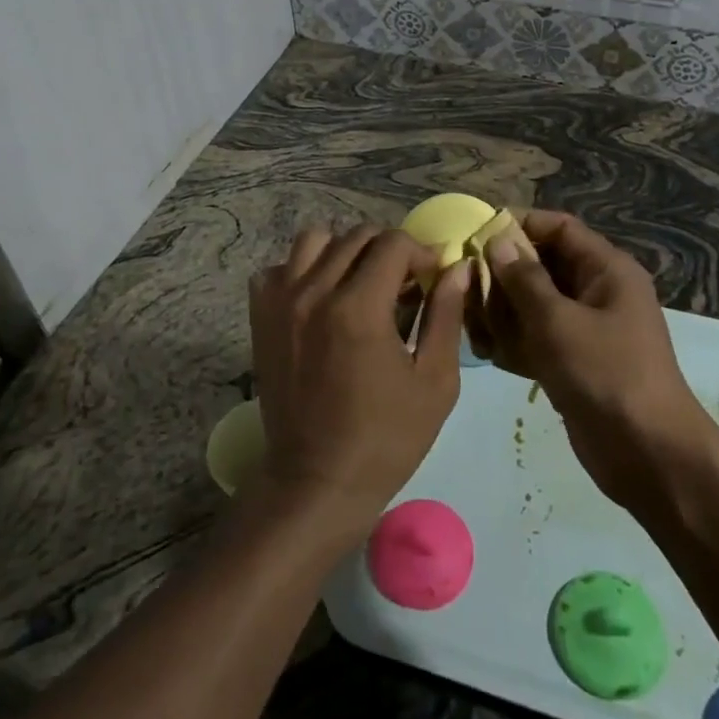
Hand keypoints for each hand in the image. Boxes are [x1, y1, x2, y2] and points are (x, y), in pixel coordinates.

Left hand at [248, 226, 468, 536]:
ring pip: (315, 239)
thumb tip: (457, 266)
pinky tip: (321, 298)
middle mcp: (314, 292)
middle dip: (388, 251)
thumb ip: (447, 315)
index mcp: (359, 308)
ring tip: (360, 283)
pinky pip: (280, 267)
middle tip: (404, 284)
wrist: (317, 481)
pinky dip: (302, 270)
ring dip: (344, 251)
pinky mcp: (261, 316)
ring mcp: (281, 302)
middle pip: (357, 236)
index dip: (421, 252)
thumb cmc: (386, 439)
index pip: (393, 243)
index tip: (432, 276)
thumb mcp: (435, 381)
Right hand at [471, 211, 710, 507]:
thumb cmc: (605, 374)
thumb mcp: (558, 321)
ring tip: (473, 323)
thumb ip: (524, 280)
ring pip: (534, 304)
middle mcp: (597, 292)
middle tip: (466, 284)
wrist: (647, 454)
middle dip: (504, 274)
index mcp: (606, 270)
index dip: (520, 224)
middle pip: (542, 266)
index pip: (559, 228)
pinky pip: (537, 337)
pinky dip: (514, 342)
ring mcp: (586, 329)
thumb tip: (498, 241)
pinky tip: (489, 352)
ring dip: (503, 311)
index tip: (477, 233)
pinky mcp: (574, 362)